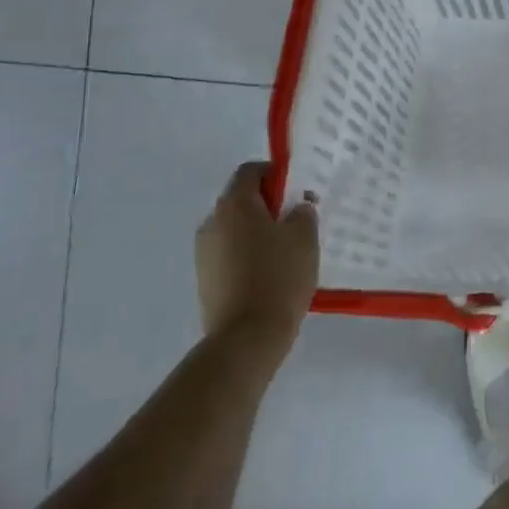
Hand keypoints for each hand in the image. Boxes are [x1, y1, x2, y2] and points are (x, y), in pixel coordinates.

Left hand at [196, 162, 319, 364]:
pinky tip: (270, 276)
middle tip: (296, 222)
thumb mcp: (304, 237)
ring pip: (235, 230)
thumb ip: (302, 212)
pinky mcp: (205, 281)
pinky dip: (248, 256)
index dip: (276, 173)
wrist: (247, 338)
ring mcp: (204, 253)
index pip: (251, 170)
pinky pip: (230, 255)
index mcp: (234, 204)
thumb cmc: (279, 276)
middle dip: (268, 206)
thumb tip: (296, 207)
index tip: (297, 191)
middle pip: (241, 200)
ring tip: (285, 253)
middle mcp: (212, 222)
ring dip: (257, 233)